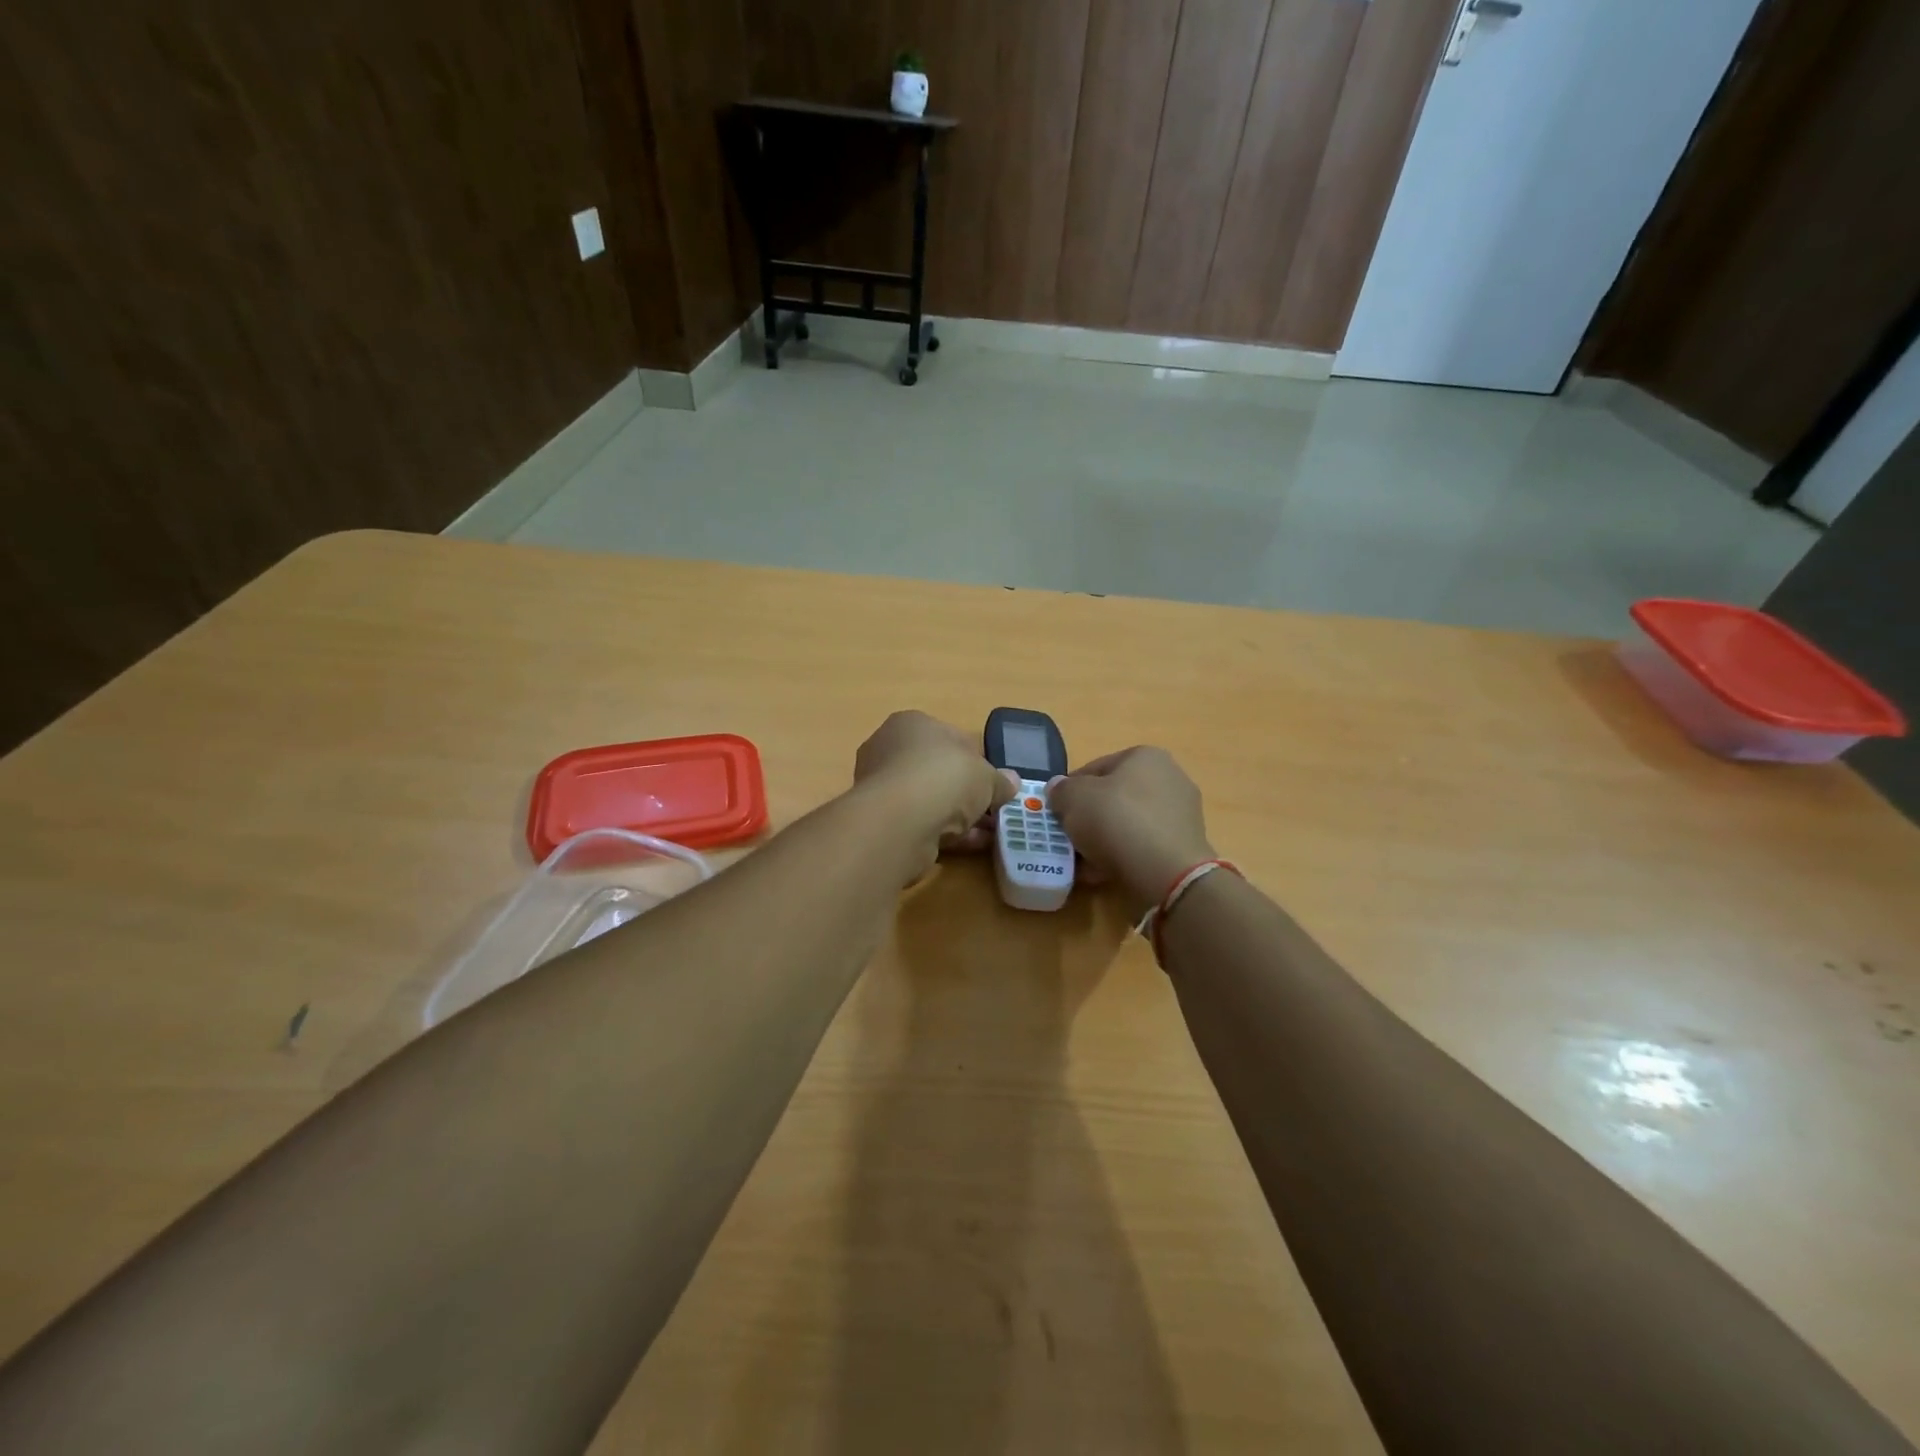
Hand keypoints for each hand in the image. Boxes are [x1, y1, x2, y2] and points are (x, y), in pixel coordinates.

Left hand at [853, 711, 1016, 873]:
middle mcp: (889, 749)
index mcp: (912, 723)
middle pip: (937, 770)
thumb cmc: (945, 777)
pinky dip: (944, 832)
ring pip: (928, 800)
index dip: (976, 761)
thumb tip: (1011, 782)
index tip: (992, 783)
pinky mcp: (880, 819)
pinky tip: (971, 845)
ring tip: (988, 834)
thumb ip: (999, 780)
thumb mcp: (986, 776)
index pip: (950, 737)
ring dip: (958, 816)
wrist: (900, 821)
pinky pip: (919, 822)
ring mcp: (881, 786)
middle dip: (966, 792)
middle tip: (991, 810)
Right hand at [1047, 747, 1214, 917]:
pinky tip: (1102, 873)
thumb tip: (1059, 789)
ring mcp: (1180, 813)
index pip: (1095, 768)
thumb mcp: (1073, 798)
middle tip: (1068, 837)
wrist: (1166, 873)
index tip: (1056, 812)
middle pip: (1113, 797)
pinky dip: (1122, 856)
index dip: (1070, 790)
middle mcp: (1169, 778)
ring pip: (1127, 824)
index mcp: (1145, 756)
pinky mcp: (1183, 846)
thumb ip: (1060, 790)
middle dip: (1088, 817)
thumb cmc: (1117, 820)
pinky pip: (1142, 846)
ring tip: (1082, 861)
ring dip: (1103, 840)